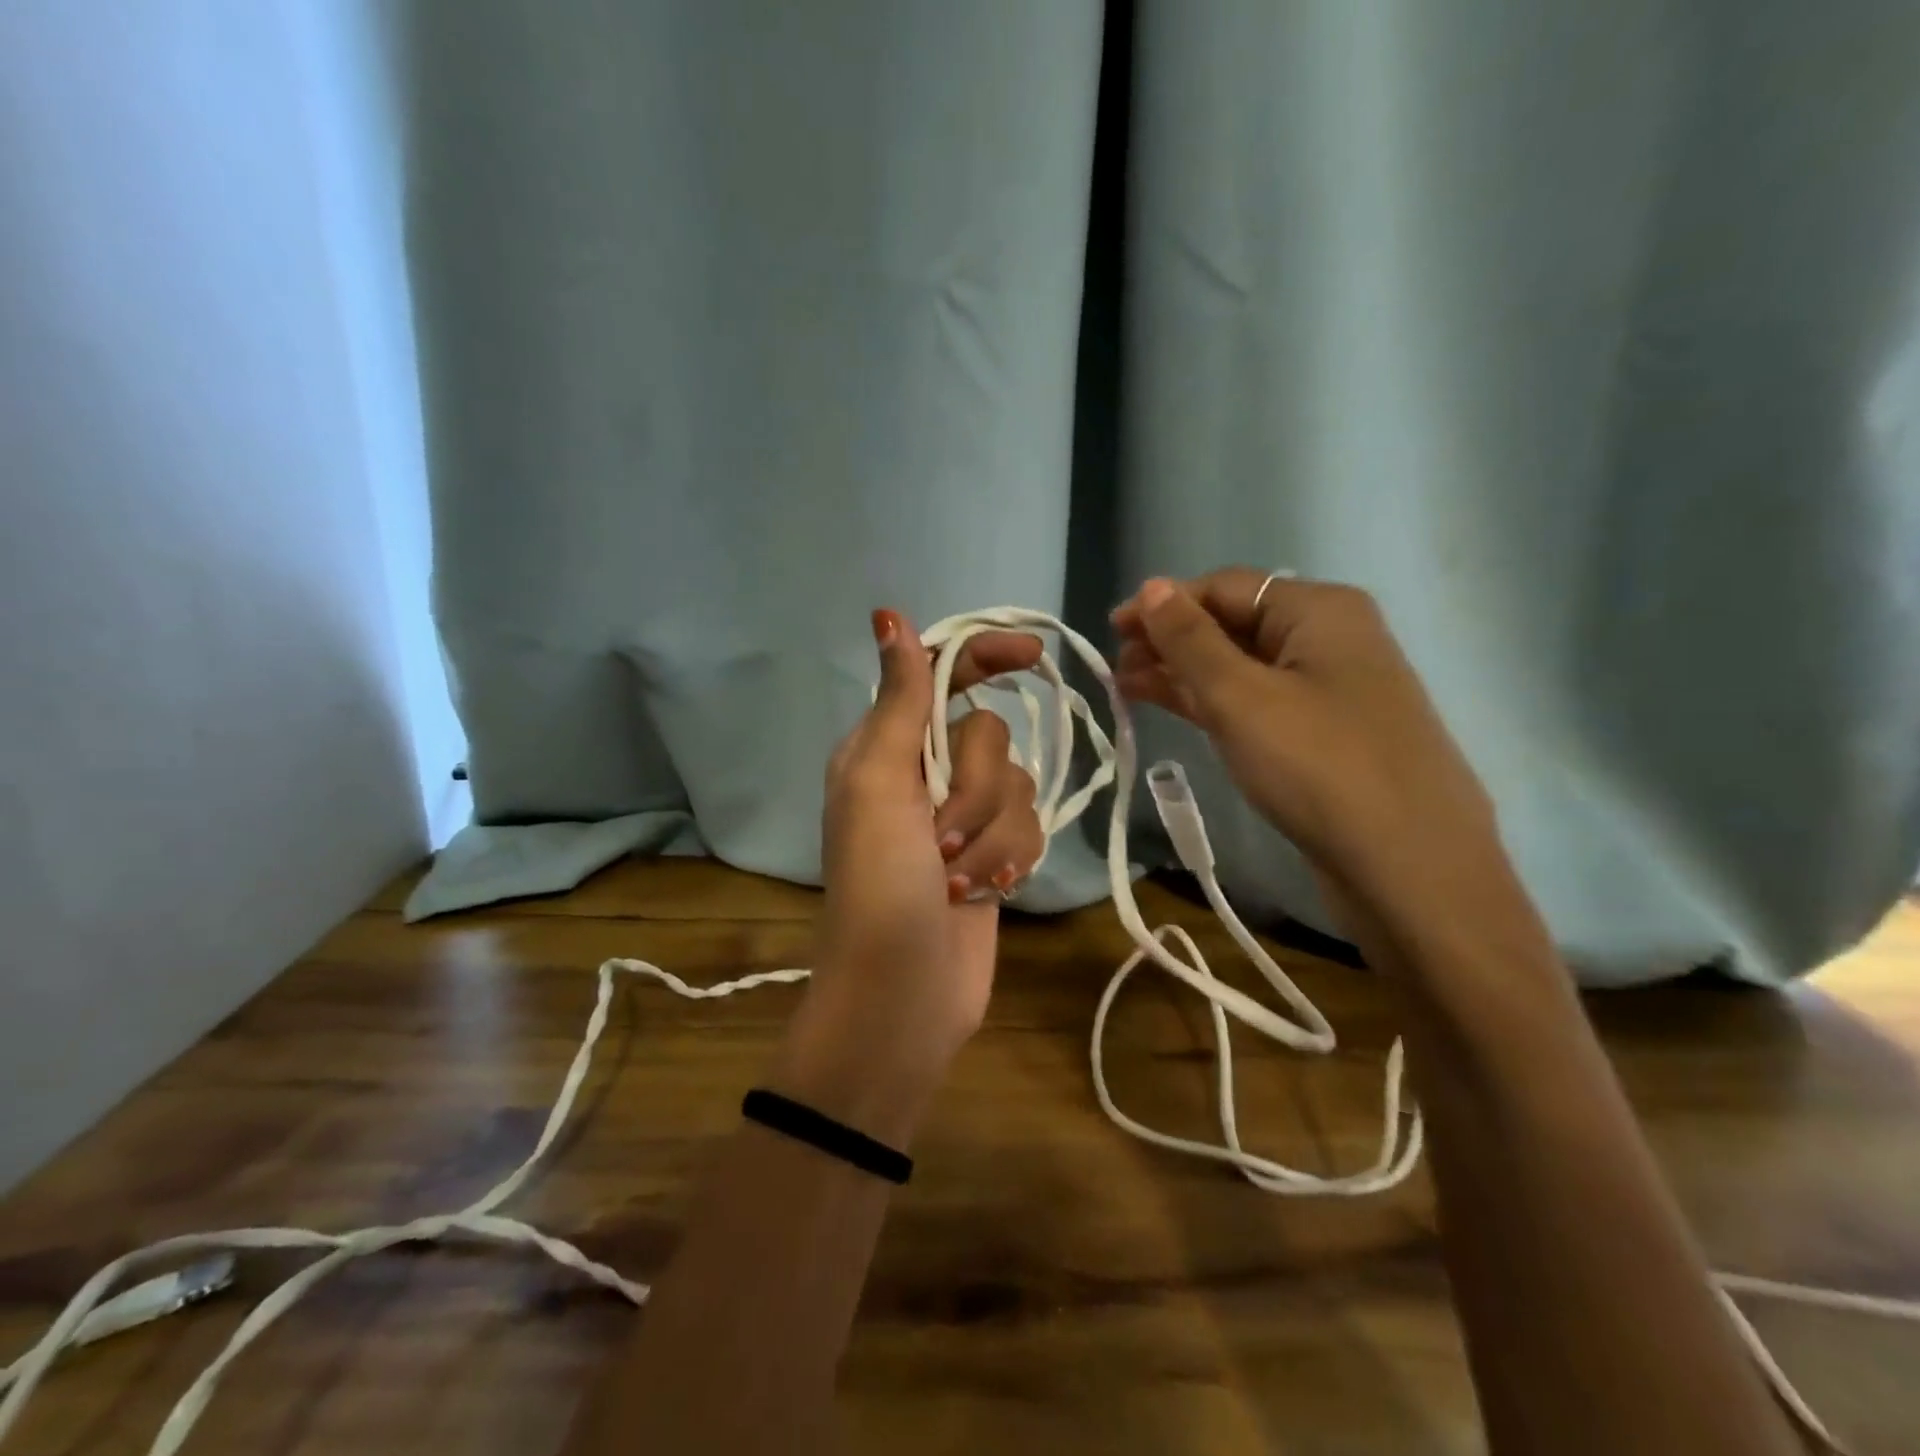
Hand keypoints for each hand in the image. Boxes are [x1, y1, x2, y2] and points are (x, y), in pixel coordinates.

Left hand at [773, 608, 1045, 1145]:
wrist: (903, 993)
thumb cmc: (879, 885)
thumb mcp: (879, 784)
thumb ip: (896, 700)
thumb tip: (889, 615)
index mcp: (884, 748)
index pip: (940, 676)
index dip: (983, 656)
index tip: (1031, 654)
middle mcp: (923, 774)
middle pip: (988, 734)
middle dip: (975, 787)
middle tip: (942, 838)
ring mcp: (962, 817)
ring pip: (1016, 783)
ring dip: (992, 833)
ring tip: (958, 880)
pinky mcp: (994, 854)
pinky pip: (1029, 826)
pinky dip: (1010, 857)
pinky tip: (987, 892)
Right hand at [1110, 570, 1503, 931]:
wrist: (1409, 868)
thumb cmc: (1319, 766)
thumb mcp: (1241, 697)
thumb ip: (1190, 640)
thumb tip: (1152, 586)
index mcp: (1318, 611)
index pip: (1225, 587)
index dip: (1164, 604)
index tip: (1111, 630)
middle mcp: (1328, 639)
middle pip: (1233, 623)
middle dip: (1171, 640)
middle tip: (1116, 667)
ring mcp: (1329, 689)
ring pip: (1241, 666)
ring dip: (1184, 673)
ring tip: (1128, 688)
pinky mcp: (1323, 735)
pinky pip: (1257, 702)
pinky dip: (1212, 702)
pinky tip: (1174, 708)